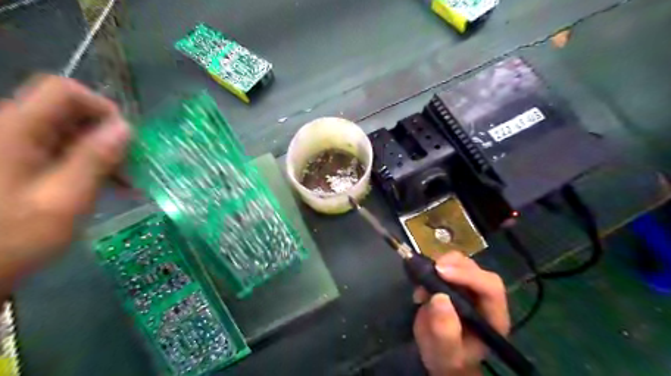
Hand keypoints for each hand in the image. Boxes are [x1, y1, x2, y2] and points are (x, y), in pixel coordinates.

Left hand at [0, 74, 128, 294]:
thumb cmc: (10, 238)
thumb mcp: (64, 200)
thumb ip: (95, 160)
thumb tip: (125, 128)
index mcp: (13, 131)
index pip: (62, 91)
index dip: (100, 106)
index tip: (126, 138)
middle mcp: (9, 130)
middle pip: (66, 111)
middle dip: (105, 135)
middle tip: (130, 166)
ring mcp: (11, 146)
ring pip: (65, 131)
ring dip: (99, 151)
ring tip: (122, 180)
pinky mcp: (15, 162)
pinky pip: (57, 149)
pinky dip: (85, 162)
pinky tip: (104, 183)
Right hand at [411, 251, 511, 375]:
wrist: (439, 354)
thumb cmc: (448, 357)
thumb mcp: (445, 351)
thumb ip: (445, 330)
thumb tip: (440, 298)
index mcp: (493, 316)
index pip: (490, 288)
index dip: (469, 276)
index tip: (441, 272)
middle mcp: (484, 297)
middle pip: (476, 269)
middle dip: (453, 265)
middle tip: (431, 269)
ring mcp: (468, 287)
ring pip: (461, 262)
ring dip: (441, 264)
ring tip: (423, 280)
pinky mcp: (453, 281)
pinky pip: (445, 265)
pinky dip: (431, 268)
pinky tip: (421, 283)